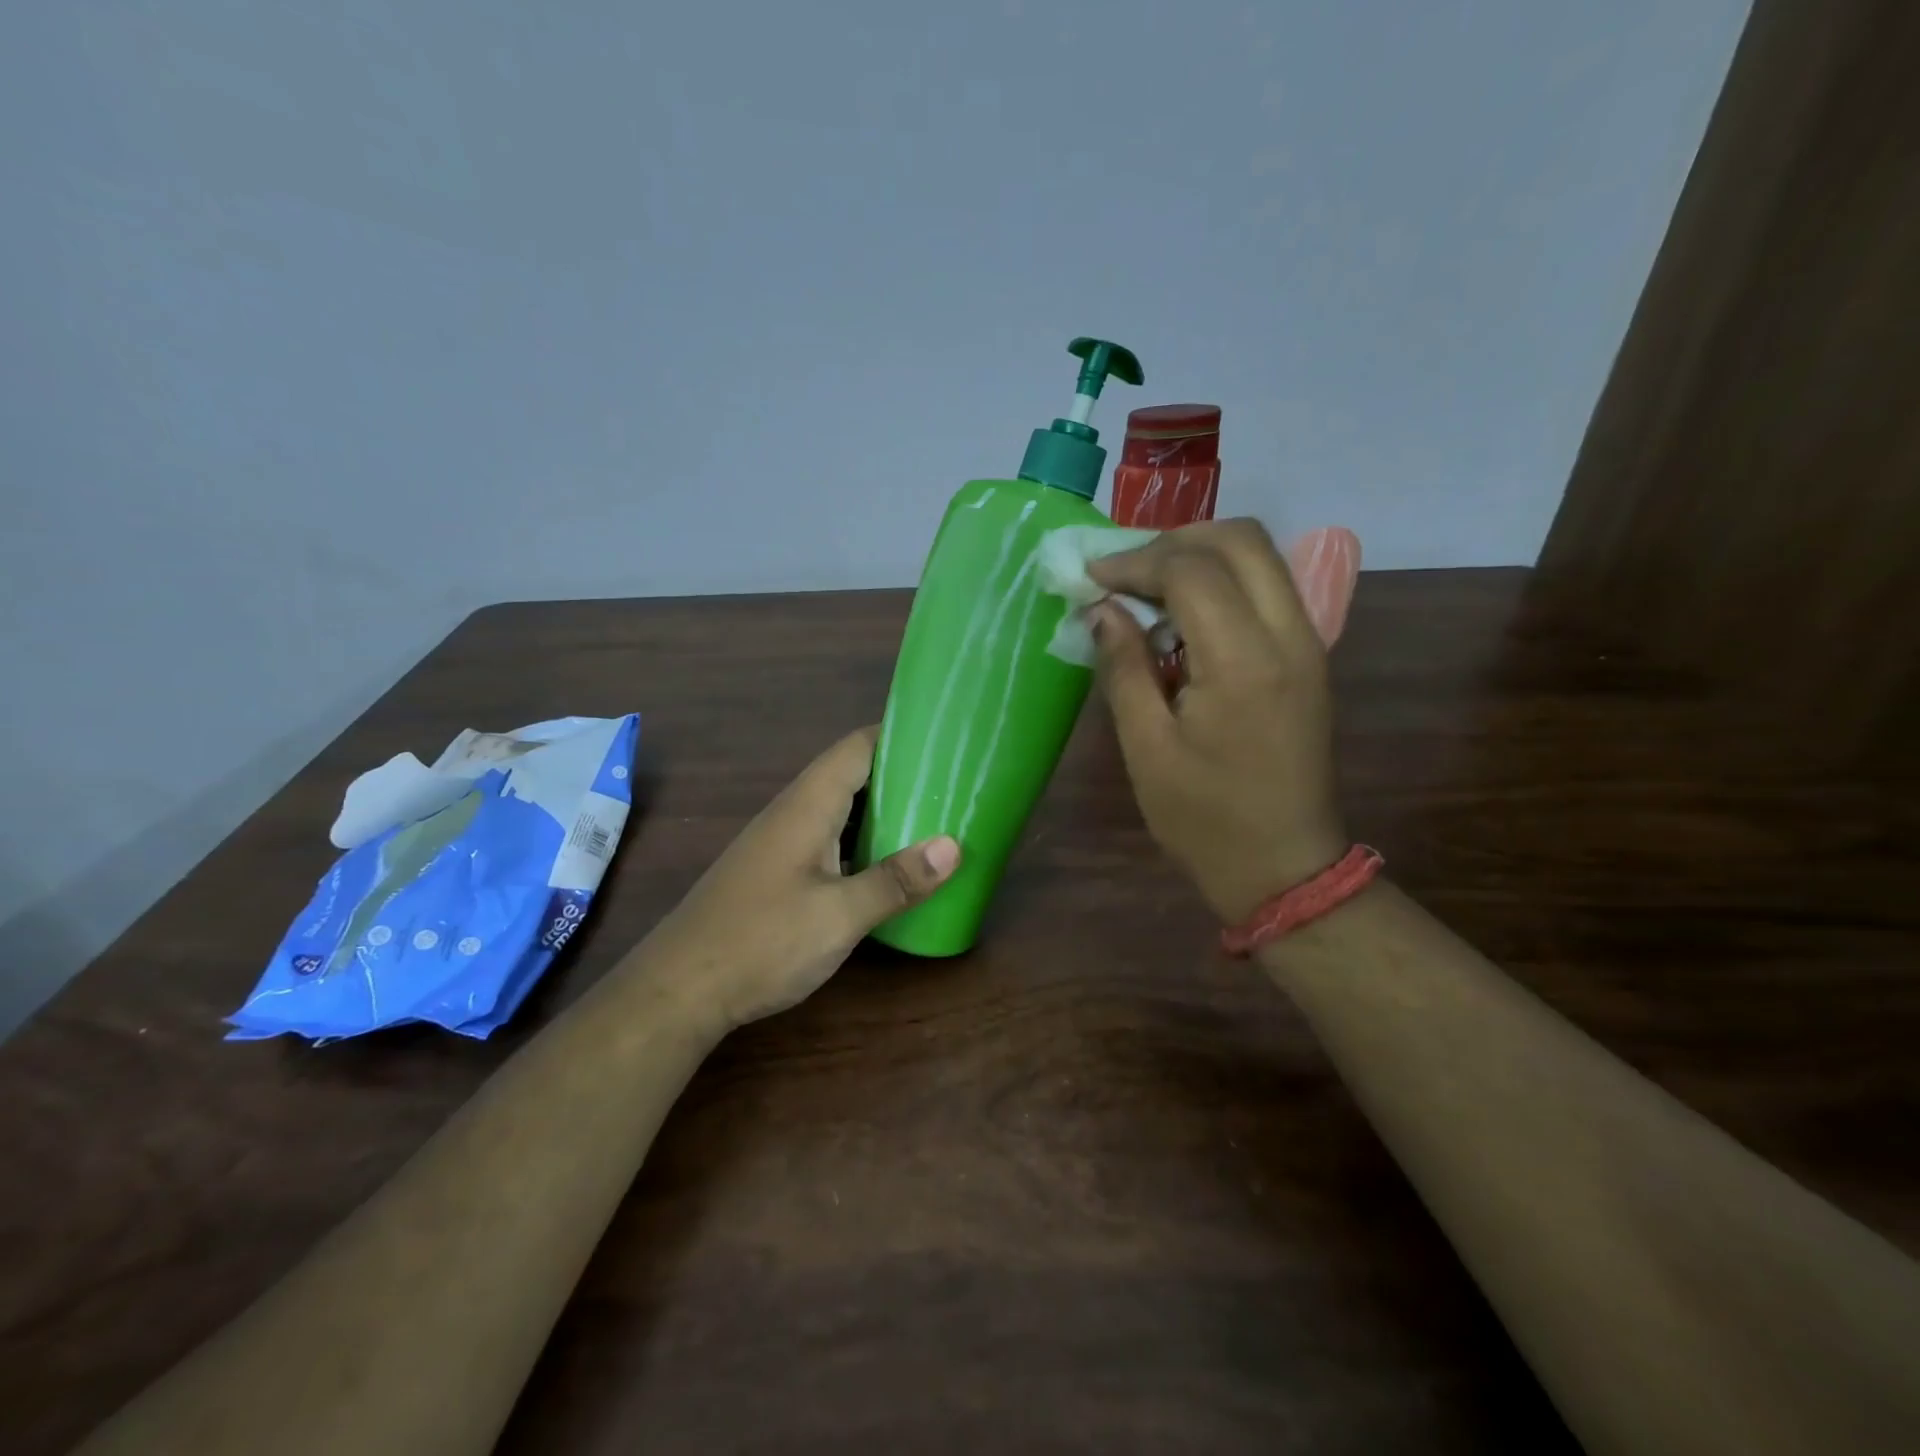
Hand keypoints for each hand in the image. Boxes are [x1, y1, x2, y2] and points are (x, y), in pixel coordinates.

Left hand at [642, 726, 960, 1028]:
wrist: (679, 990)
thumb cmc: (761, 942)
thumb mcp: (839, 916)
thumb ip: (895, 880)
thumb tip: (953, 846)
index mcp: (808, 805)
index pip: (857, 747)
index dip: (899, 736)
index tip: (945, 742)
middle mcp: (793, 813)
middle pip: (852, 775)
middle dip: (901, 776)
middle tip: (953, 787)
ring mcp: (781, 843)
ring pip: (840, 810)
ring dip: (883, 812)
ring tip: (933, 821)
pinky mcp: (777, 872)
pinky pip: (829, 839)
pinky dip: (862, 842)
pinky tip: (887, 866)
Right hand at [1089, 519, 1346, 921]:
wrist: (1285, 865)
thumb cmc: (1205, 819)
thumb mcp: (1147, 748)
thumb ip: (1124, 667)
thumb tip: (1101, 608)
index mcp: (1244, 662)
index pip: (1191, 570)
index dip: (1134, 562)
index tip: (1091, 578)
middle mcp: (1289, 635)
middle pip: (1240, 539)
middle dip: (1173, 540)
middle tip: (1124, 572)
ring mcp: (1308, 643)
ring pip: (1260, 556)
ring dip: (1200, 554)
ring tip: (1147, 586)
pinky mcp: (1309, 656)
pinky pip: (1268, 586)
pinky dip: (1223, 579)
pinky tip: (1184, 614)